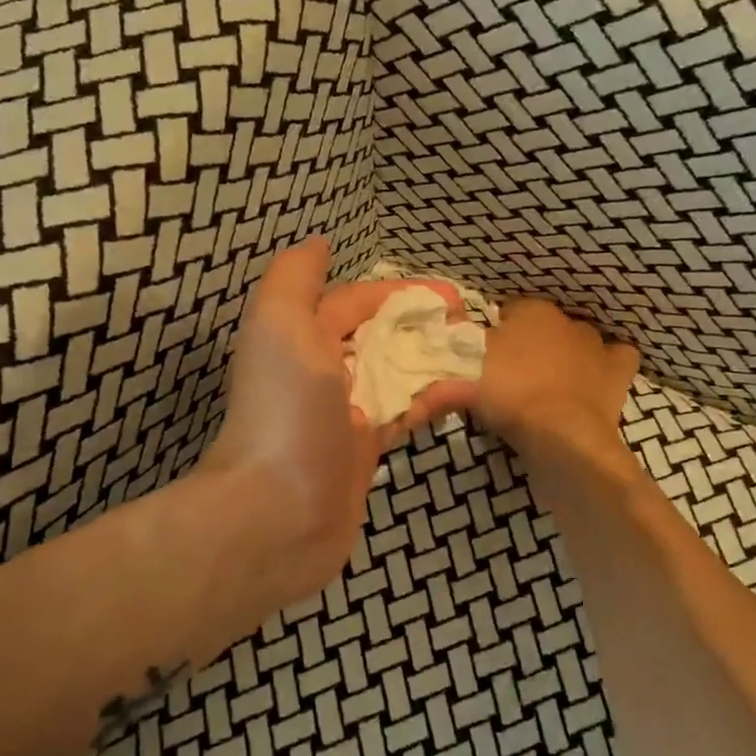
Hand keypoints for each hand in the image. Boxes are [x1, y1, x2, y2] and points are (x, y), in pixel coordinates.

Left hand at [202, 238, 477, 612]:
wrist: (277, 512)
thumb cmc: (286, 409)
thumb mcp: (280, 325)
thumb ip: (295, 278)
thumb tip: (319, 243)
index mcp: (299, 337)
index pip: (354, 302)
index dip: (399, 293)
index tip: (450, 295)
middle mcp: (319, 370)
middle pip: (378, 336)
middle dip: (421, 324)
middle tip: (470, 323)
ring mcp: (344, 413)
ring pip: (396, 373)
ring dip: (433, 360)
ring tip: (479, 352)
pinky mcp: (364, 451)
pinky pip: (404, 414)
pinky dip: (433, 400)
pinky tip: (468, 392)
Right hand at [475, 299, 639, 455]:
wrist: (562, 434)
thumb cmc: (510, 395)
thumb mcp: (470, 374)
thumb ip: (464, 356)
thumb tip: (460, 348)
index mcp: (530, 311)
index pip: (509, 310)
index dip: (498, 330)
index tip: (487, 353)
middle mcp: (566, 320)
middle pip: (544, 325)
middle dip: (533, 341)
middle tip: (516, 372)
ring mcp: (596, 344)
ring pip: (579, 339)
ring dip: (568, 353)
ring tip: (552, 381)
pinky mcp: (618, 371)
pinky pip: (619, 356)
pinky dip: (609, 363)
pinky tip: (597, 377)